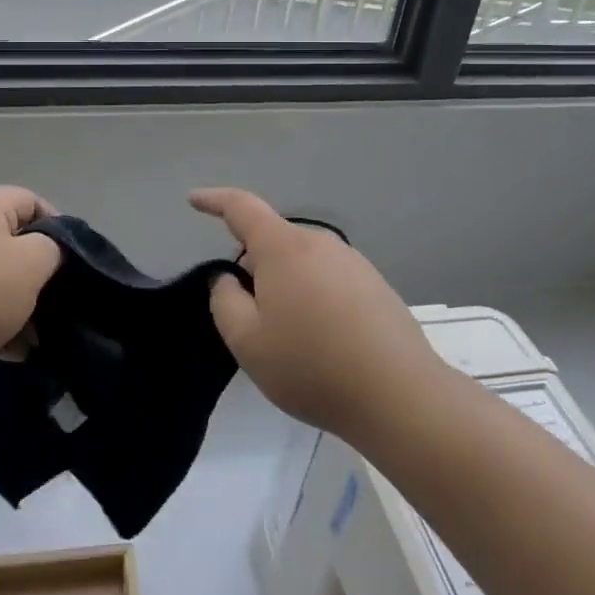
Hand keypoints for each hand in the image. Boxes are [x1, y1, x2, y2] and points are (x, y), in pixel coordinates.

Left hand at [0, 187, 61, 389]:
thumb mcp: (32, 265)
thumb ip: (52, 249)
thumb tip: (45, 251)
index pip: (30, 200)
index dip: (57, 226)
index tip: (70, 261)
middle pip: (8, 240)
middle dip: (34, 273)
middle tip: (52, 301)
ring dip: (14, 303)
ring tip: (32, 338)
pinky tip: (7, 352)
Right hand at [193, 187, 440, 439]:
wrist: (399, 394)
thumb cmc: (312, 366)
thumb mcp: (247, 341)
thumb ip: (224, 301)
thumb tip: (228, 278)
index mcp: (284, 248)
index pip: (241, 208)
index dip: (214, 201)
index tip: (194, 199)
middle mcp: (320, 243)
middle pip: (273, 242)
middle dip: (253, 267)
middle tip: (248, 317)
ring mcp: (352, 263)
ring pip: (301, 263)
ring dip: (285, 286)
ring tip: (289, 338)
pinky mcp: (375, 285)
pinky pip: (328, 279)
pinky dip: (313, 298)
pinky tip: (323, 342)